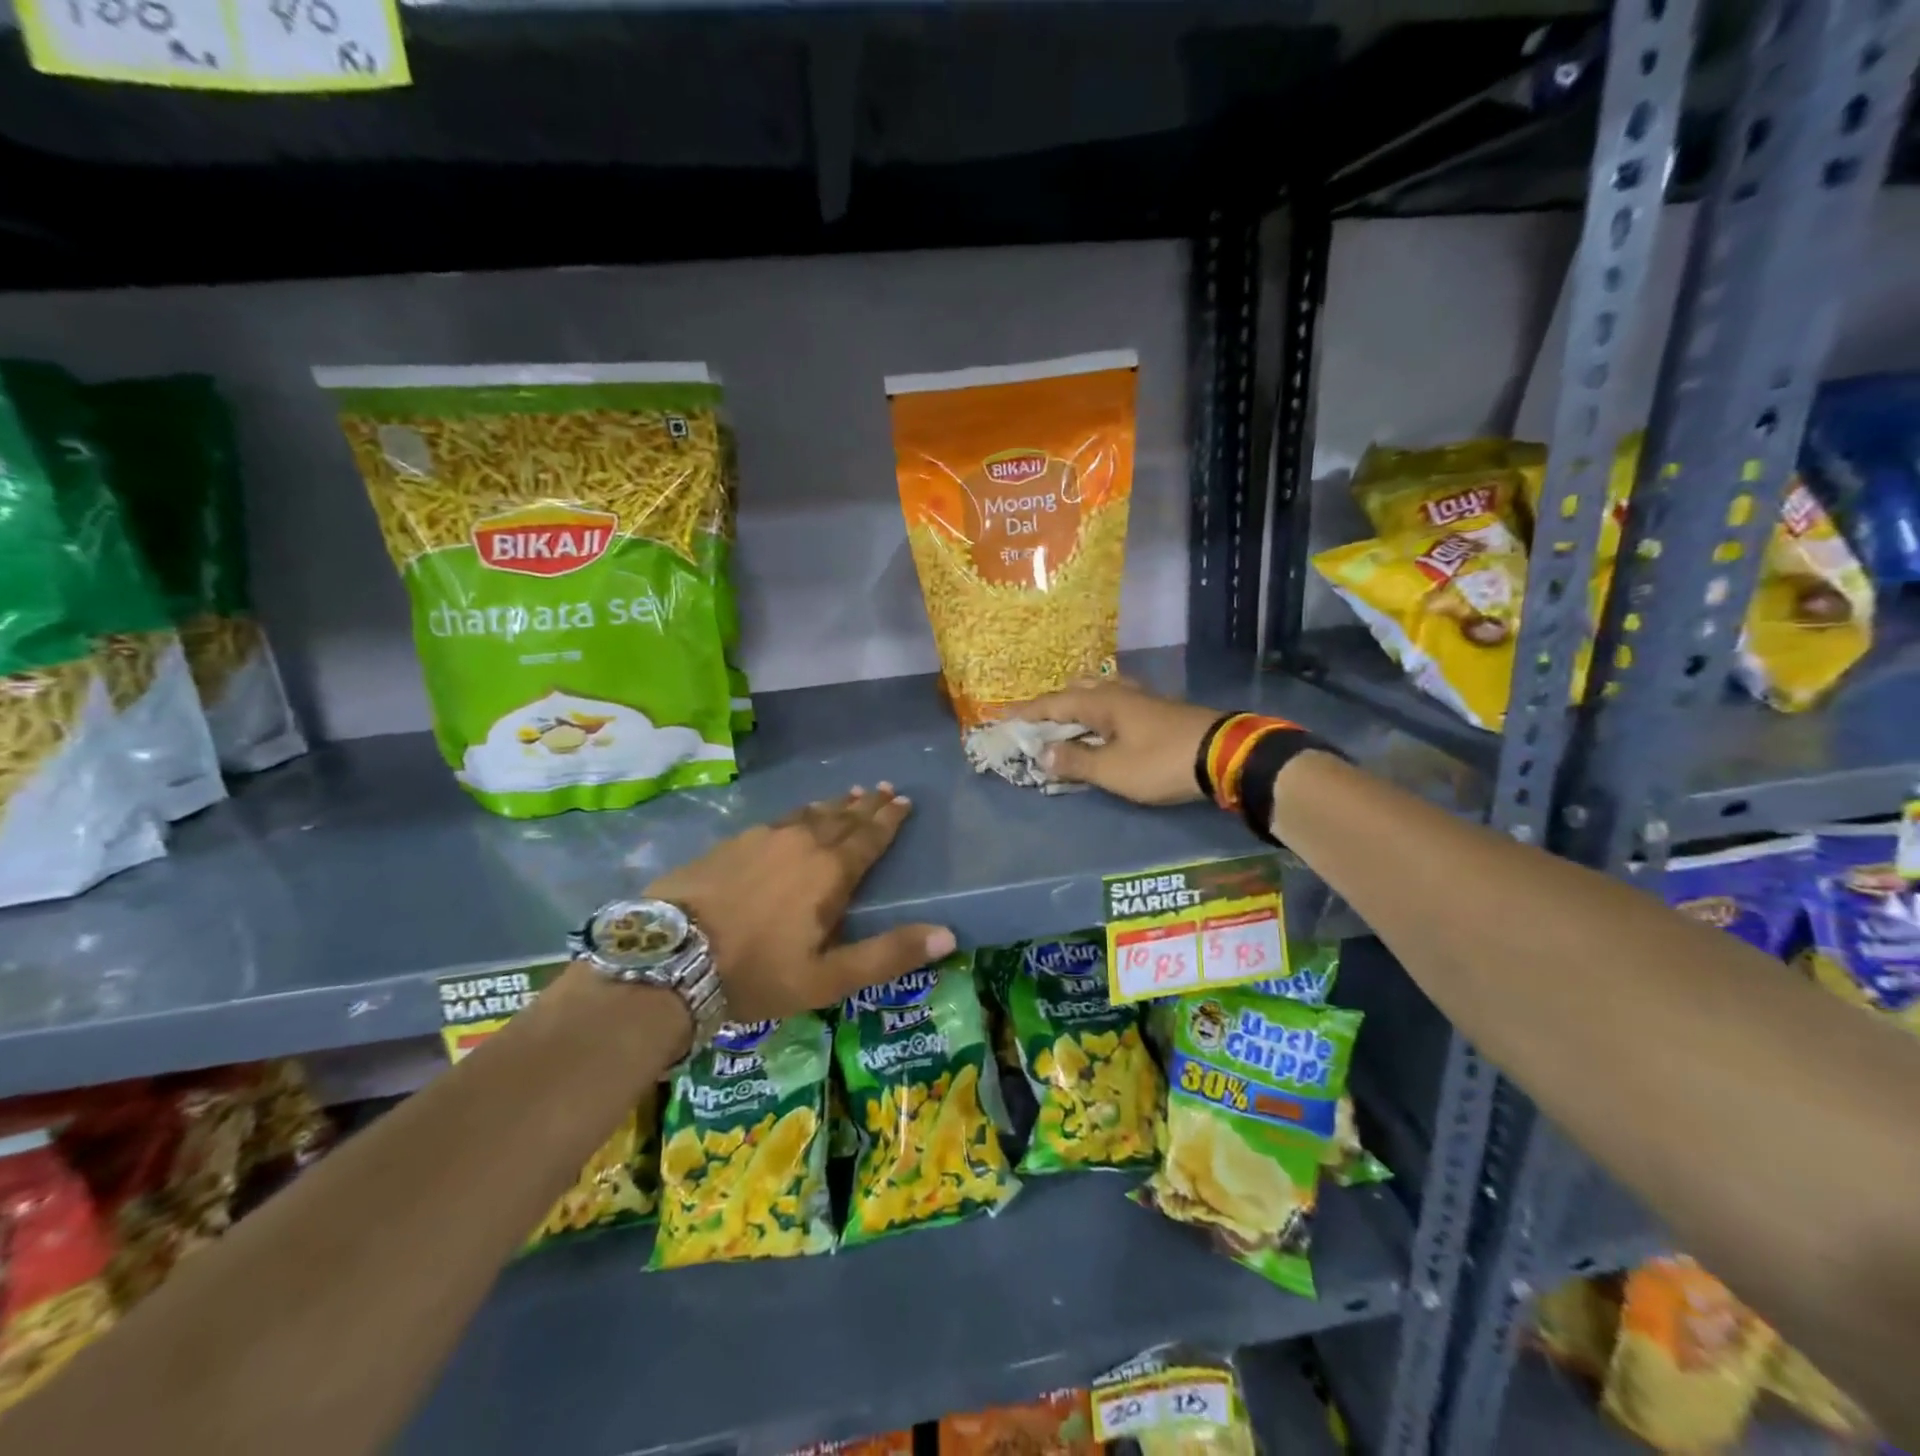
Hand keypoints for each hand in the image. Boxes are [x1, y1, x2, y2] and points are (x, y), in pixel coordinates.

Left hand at [647, 784, 954, 1021]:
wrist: (669, 958)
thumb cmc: (756, 972)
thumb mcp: (828, 977)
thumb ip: (888, 955)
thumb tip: (948, 934)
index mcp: (830, 872)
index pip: (870, 836)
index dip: (890, 819)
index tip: (905, 800)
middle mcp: (802, 843)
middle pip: (843, 817)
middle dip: (867, 804)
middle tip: (883, 788)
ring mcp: (763, 838)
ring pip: (809, 814)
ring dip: (834, 805)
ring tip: (849, 795)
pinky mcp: (731, 843)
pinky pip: (779, 820)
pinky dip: (799, 815)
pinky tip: (795, 818)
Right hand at [1009, 678, 1224, 804]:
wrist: (1224, 755)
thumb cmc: (1161, 762)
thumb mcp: (1112, 770)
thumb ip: (1075, 762)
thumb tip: (1041, 754)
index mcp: (1100, 702)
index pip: (1052, 703)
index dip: (1026, 713)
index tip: (1002, 719)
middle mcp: (1118, 692)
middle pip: (1076, 689)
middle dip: (1052, 705)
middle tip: (1036, 723)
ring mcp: (1141, 698)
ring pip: (1099, 692)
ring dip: (1078, 705)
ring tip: (1068, 722)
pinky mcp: (1158, 710)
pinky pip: (1116, 703)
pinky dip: (1099, 712)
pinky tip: (1106, 726)